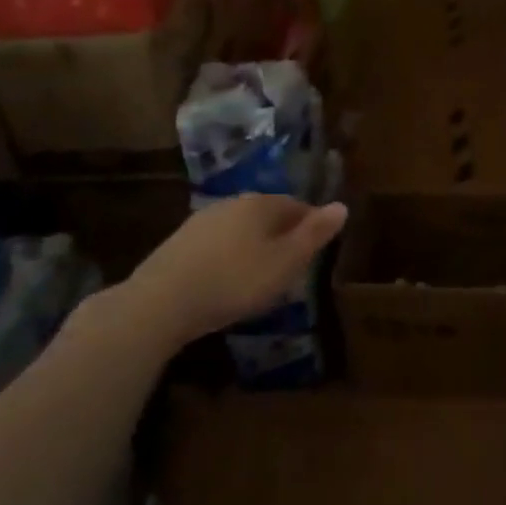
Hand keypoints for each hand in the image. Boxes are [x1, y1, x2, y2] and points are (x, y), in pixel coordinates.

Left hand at [120, 195, 348, 344]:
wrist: (163, 301)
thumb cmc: (236, 280)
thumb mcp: (286, 262)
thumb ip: (315, 234)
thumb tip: (342, 205)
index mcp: (261, 203)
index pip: (298, 205)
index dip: (311, 226)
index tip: (317, 252)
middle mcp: (232, 203)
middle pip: (268, 215)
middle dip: (283, 236)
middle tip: (292, 268)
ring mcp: (202, 221)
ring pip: (241, 229)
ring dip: (255, 247)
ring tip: (261, 277)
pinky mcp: (180, 243)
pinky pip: (219, 245)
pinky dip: (230, 257)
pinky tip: (228, 281)